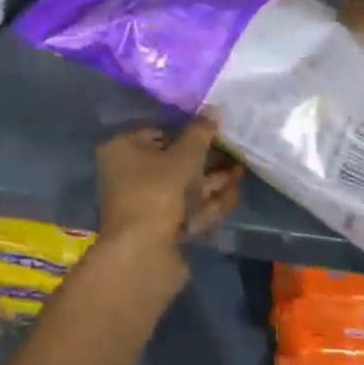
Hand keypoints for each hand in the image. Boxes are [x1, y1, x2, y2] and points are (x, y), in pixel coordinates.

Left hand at [96, 114, 242, 257]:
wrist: (143, 255)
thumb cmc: (156, 192)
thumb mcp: (183, 157)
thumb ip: (199, 134)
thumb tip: (213, 109)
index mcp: (122, 150)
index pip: (157, 132)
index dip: (188, 131)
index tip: (215, 130)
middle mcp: (129, 175)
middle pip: (173, 162)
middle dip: (206, 160)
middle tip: (234, 154)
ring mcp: (144, 205)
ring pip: (183, 188)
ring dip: (212, 182)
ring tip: (241, 173)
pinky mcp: (160, 230)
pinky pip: (186, 210)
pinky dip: (207, 204)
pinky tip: (232, 196)